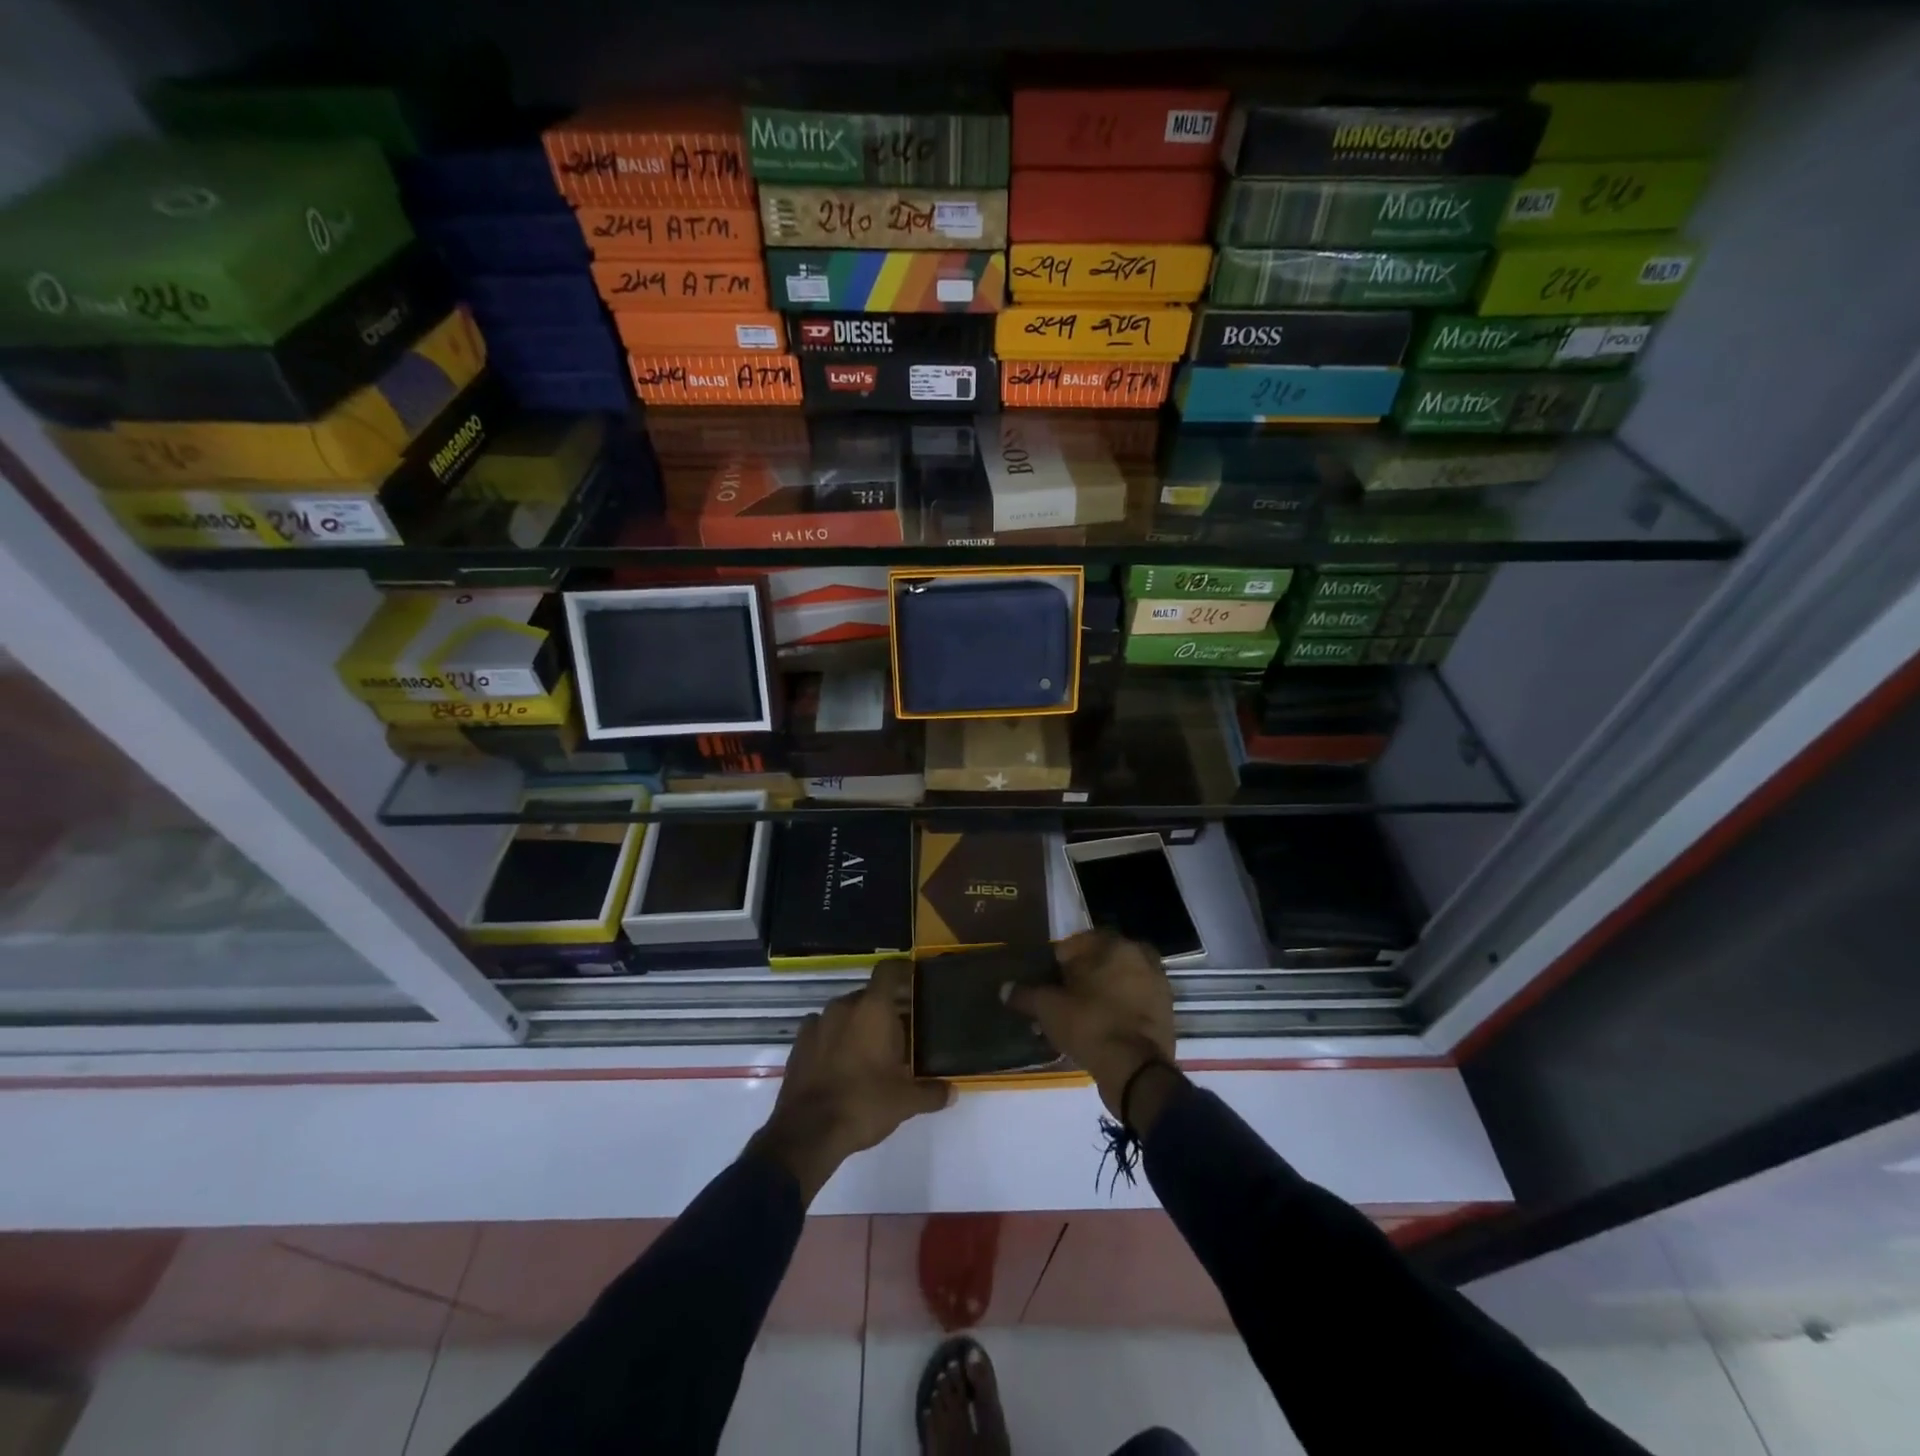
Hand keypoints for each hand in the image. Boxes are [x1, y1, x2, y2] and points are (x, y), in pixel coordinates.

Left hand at [750, 959, 952, 1203]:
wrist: (807, 1132)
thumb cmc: (864, 1104)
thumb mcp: (905, 1102)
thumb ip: (931, 1092)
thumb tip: (953, 1092)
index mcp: (873, 1009)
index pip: (888, 971)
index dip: (902, 971)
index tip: (914, 981)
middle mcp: (844, 1006)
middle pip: (868, 995)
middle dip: (883, 1009)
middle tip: (899, 1032)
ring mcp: (817, 1023)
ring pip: (844, 1012)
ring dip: (857, 1024)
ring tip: (869, 1049)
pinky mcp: (798, 1043)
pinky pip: (821, 1029)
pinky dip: (832, 1038)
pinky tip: (839, 1061)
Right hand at [1002, 930, 1178, 1124]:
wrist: (1136, 1071)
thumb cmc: (1090, 1025)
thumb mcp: (1049, 1009)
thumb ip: (1026, 994)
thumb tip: (1005, 988)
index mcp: (1115, 946)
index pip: (1079, 942)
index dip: (1060, 960)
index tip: (1049, 979)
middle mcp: (1140, 957)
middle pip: (1101, 961)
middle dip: (1082, 976)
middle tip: (1063, 996)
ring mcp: (1157, 984)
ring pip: (1119, 982)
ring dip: (1101, 993)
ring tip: (1079, 1016)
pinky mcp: (1165, 1012)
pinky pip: (1134, 1002)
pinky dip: (1118, 1010)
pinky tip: (1100, 1028)